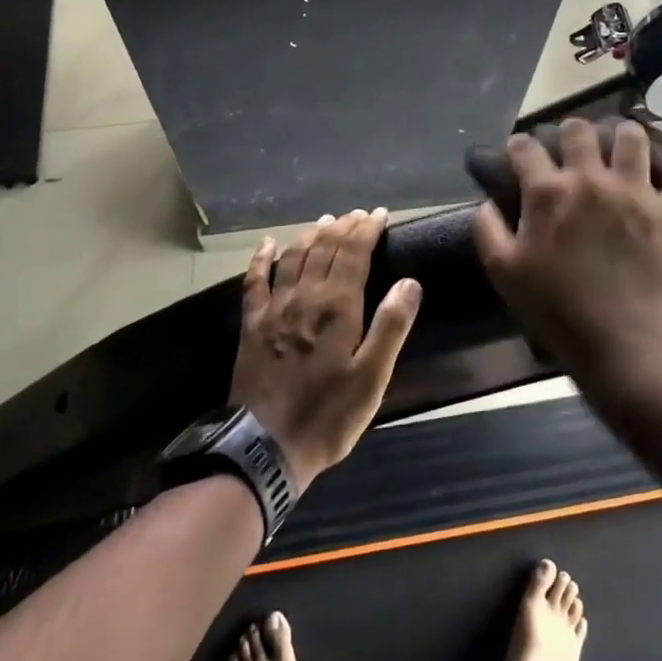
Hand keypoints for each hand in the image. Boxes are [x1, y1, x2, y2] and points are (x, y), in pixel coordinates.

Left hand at [229, 209, 421, 493]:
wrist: (265, 445)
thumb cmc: (328, 415)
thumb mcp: (372, 378)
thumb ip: (390, 326)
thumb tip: (409, 282)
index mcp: (337, 307)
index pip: (353, 253)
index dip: (367, 230)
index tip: (380, 215)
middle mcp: (305, 297)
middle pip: (324, 248)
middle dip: (343, 227)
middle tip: (358, 215)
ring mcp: (274, 308)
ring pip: (294, 257)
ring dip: (311, 235)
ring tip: (325, 221)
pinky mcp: (252, 324)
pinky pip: (255, 281)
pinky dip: (261, 258)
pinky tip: (267, 244)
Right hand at [474, 119, 661, 392]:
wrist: (621, 342)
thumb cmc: (555, 310)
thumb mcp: (504, 273)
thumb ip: (488, 230)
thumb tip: (486, 203)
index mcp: (547, 193)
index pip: (527, 150)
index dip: (520, 146)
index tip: (520, 151)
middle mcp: (590, 180)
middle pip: (579, 132)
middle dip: (571, 131)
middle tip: (572, 142)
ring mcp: (634, 193)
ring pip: (633, 141)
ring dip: (625, 134)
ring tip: (624, 139)